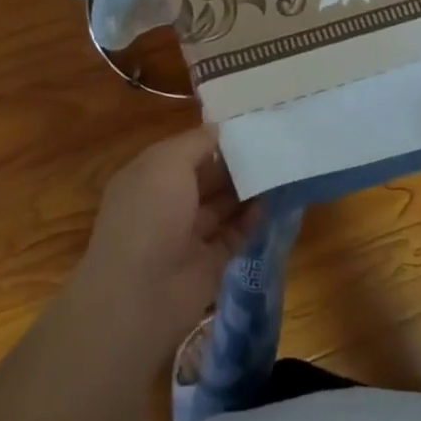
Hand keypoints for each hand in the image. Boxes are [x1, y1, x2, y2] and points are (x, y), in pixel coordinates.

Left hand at [73, 128, 259, 358]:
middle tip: (273, 144)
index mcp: (149, 177)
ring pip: (223, 205)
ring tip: (279, 169)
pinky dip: (253, 220)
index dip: (214, 138)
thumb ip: (197, 142)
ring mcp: (187, 236)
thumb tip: (219, 129)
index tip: (248, 124)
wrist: (140, 297)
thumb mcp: (168, 162)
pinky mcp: (209, 264)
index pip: (186, 150)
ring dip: (247, 190)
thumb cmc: (149, 215)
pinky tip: (273, 203)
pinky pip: (235, 235)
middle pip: (207, 177)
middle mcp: (167, 204)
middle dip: (235, 163)